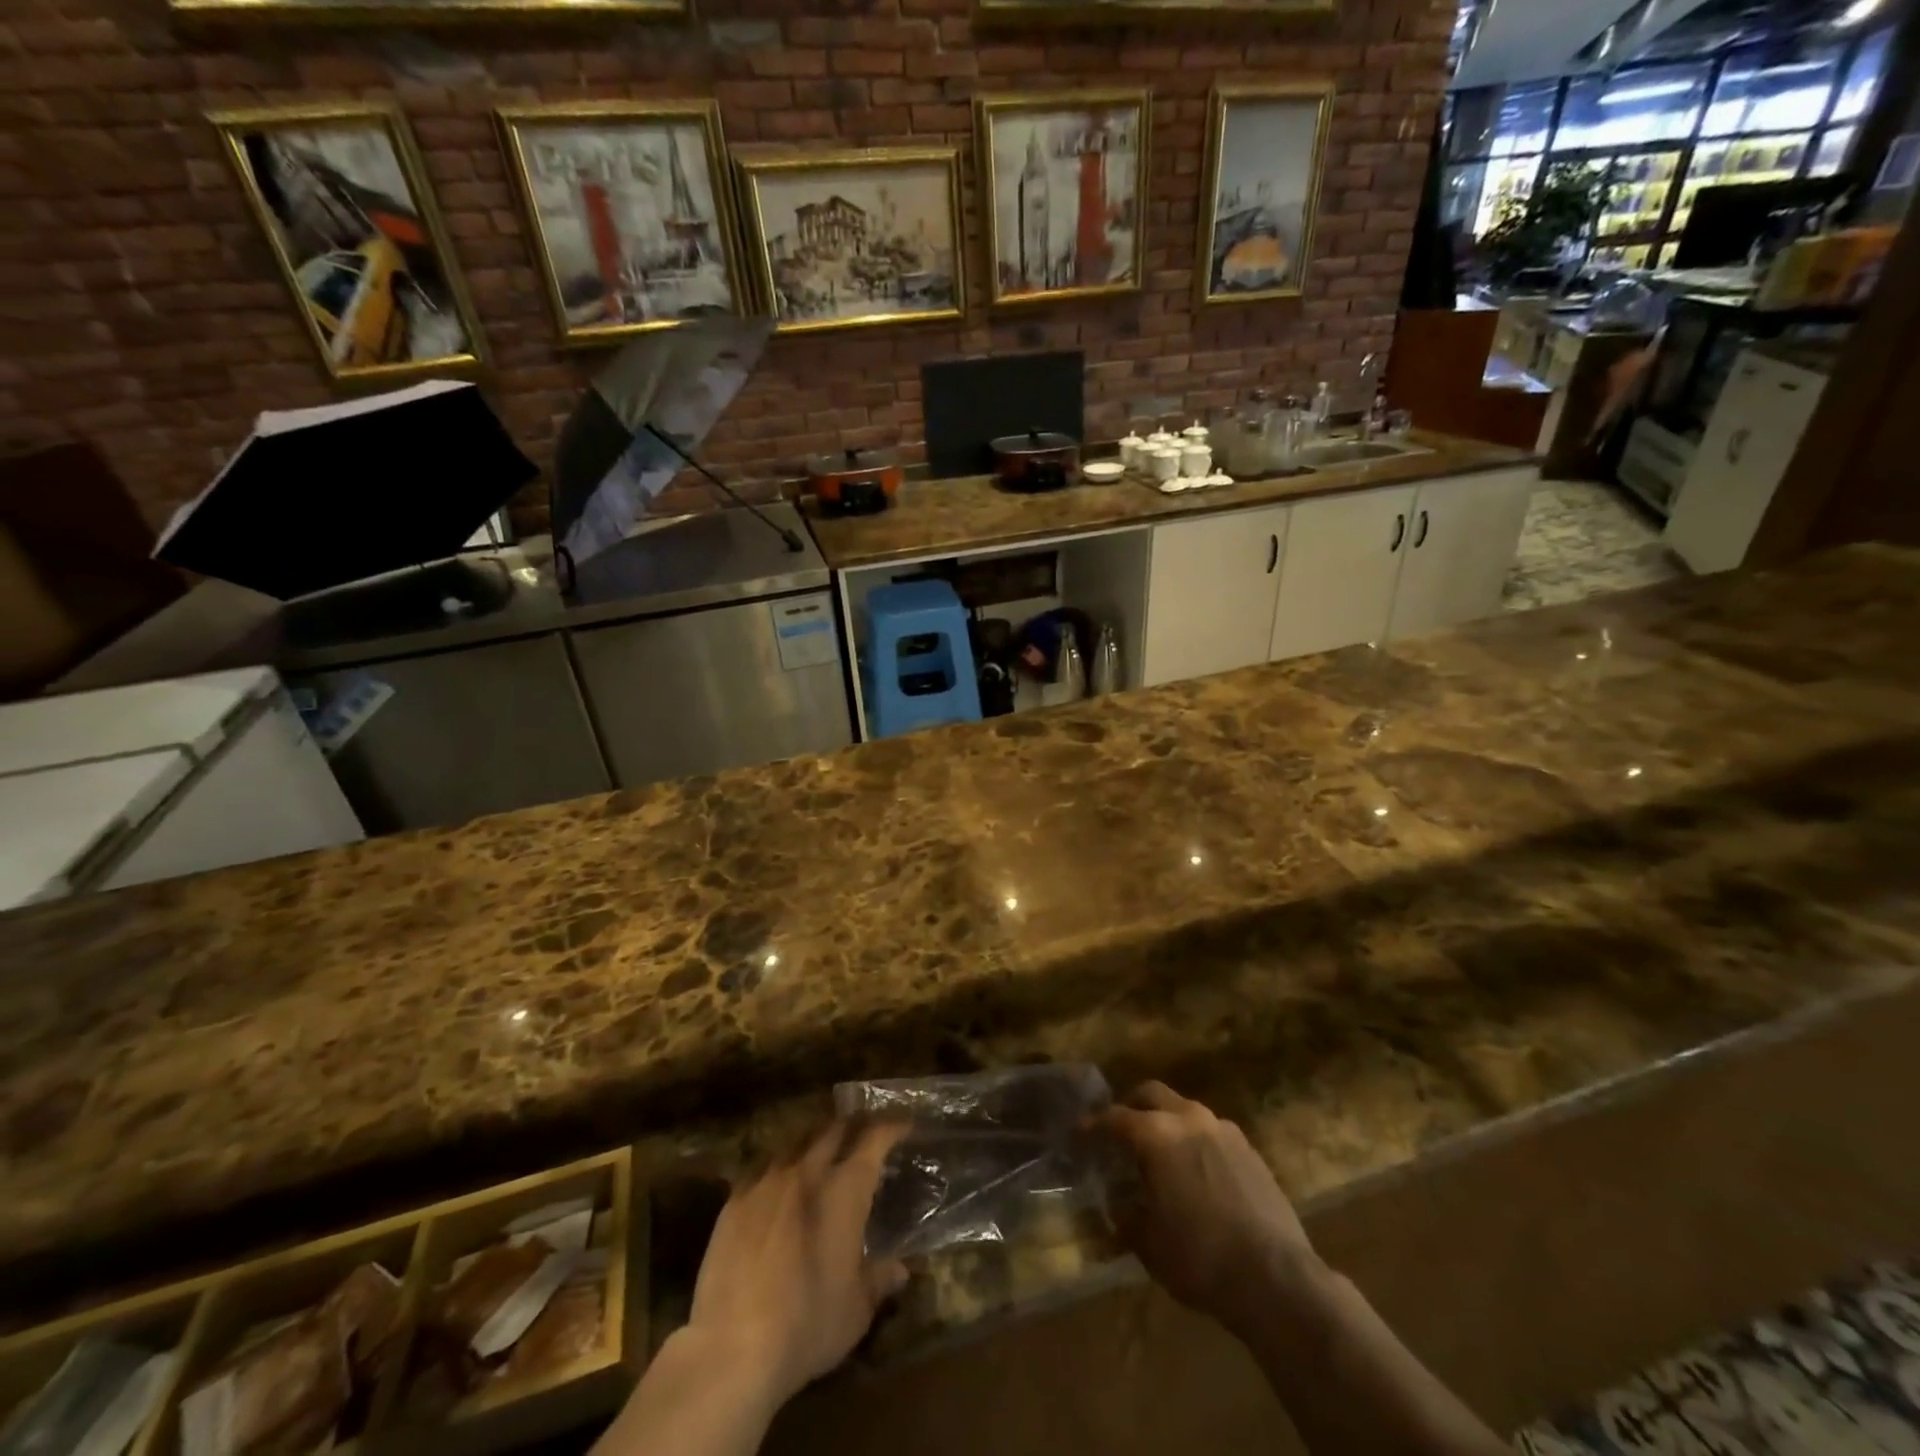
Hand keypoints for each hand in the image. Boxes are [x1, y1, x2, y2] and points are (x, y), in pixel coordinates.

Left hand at [685, 1121, 908, 1405]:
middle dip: (852, 1125)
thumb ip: (878, 1280)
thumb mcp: (855, 1310)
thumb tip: (900, 1269)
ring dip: (815, 1139)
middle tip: (864, 1131)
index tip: (903, 1125)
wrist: (731, 1348)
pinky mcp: (735, 1200)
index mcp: (844, 1189)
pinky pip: (764, 1165)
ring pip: (797, 1140)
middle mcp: (808, 1171)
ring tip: (822, 1149)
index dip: (891, 1127)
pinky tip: (780, 1179)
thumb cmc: (807, 1325)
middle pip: (833, 1129)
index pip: (874, 1139)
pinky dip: (781, 1163)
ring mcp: (767, 1181)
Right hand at [1097, 1081, 1321, 1332]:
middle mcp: (1189, 1119)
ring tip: (1160, 1154)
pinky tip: (1195, 1173)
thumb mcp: (1149, 1245)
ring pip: (1185, 1110)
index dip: (1092, 1126)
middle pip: (1151, 1094)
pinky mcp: (1251, 1150)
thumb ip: (1126, 1218)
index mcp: (1156, 1134)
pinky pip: (1211, 1133)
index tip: (1078, 1136)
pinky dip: (1195, 1142)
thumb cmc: (1200, 1258)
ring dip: (1167, 1123)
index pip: (1114, 1118)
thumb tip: (1116, 1210)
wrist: (1277, 1279)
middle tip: (1119, 1132)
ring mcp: (1224, 1131)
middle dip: (1131, 1107)